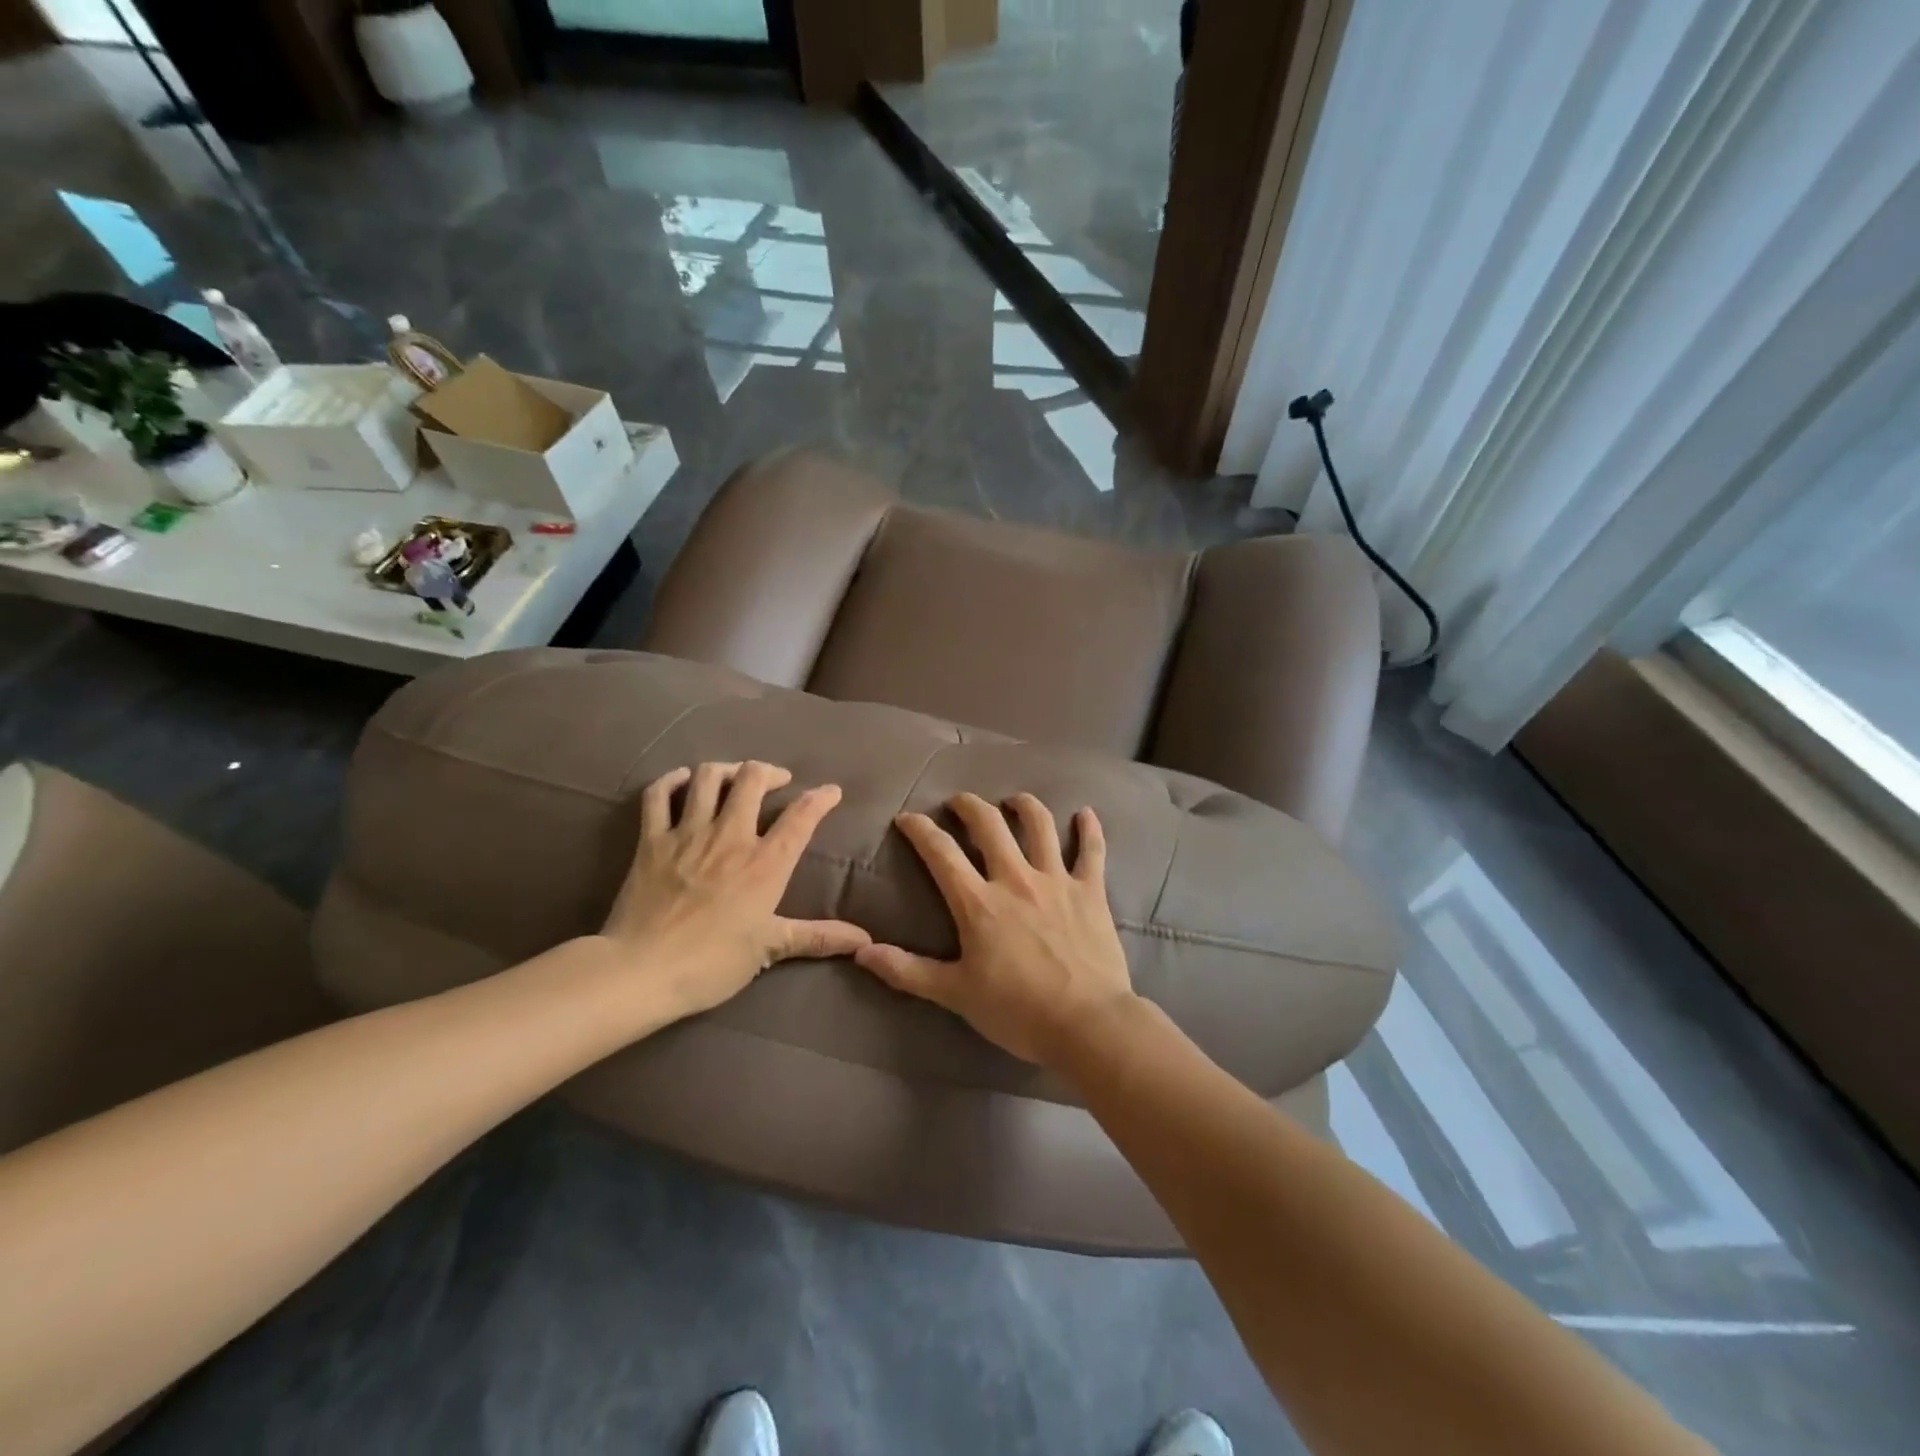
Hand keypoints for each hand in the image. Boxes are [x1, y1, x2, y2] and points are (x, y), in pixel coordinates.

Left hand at [598, 761, 870, 1020]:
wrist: (641, 971)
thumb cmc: (712, 963)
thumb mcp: (770, 949)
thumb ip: (818, 937)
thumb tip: (864, 940)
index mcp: (765, 863)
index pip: (802, 816)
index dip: (821, 798)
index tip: (831, 792)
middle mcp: (730, 836)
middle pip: (752, 778)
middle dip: (769, 772)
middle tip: (777, 781)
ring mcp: (687, 833)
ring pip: (708, 777)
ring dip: (726, 770)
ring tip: (735, 777)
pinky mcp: (651, 840)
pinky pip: (658, 795)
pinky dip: (671, 780)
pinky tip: (682, 781)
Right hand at [853, 792, 1134, 1066]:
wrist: (1087, 1023)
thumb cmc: (1017, 1011)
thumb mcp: (955, 994)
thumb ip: (907, 970)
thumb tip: (860, 951)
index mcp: (978, 902)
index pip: (941, 852)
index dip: (920, 830)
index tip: (907, 818)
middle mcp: (1015, 878)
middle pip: (989, 824)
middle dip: (968, 806)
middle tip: (958, 802)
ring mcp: (1056, 880)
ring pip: (1039, 825)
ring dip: (1024, 806)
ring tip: (1014, 800)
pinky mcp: (1090, 891)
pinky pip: (1091, 850)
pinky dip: (1089, 829)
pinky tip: (1085, 814)